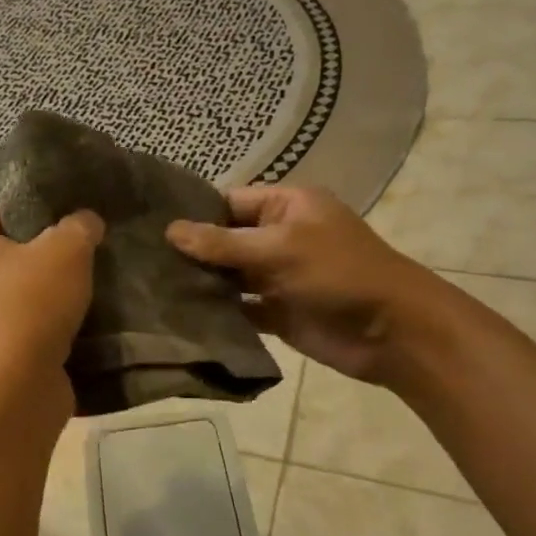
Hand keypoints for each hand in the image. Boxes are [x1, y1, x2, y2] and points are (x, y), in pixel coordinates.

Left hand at [0, 207, 104, 418]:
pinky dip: (53, 329)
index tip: (76, 223)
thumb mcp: (66, 249)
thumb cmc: (29, 304)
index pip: (2, 213)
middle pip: (15, 256)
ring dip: (56, 297)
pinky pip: (29, 330)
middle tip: (92, 256)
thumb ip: (78, 226)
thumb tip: (86, 221)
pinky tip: (87, 325)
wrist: (13, 390)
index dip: (40, 213)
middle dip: (52, 258)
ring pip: (24, 296)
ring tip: (96, 290)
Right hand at [166, 185, 447, 383]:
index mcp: (287, 206)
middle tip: (142, 261)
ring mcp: (277, 276)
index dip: (195, 214)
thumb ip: (223, 243)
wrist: (393, 333)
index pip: (229, 202)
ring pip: (229, 275)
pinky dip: (217, 311)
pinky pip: (239, 307)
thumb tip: (170, 230)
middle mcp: (279, 236)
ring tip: (151, 287)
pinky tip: (181, 315)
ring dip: (201, 282)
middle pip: (225, 239)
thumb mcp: (279, 249)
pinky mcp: (276, 311)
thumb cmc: (339, 274)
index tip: (150, 227)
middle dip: (191, 251)